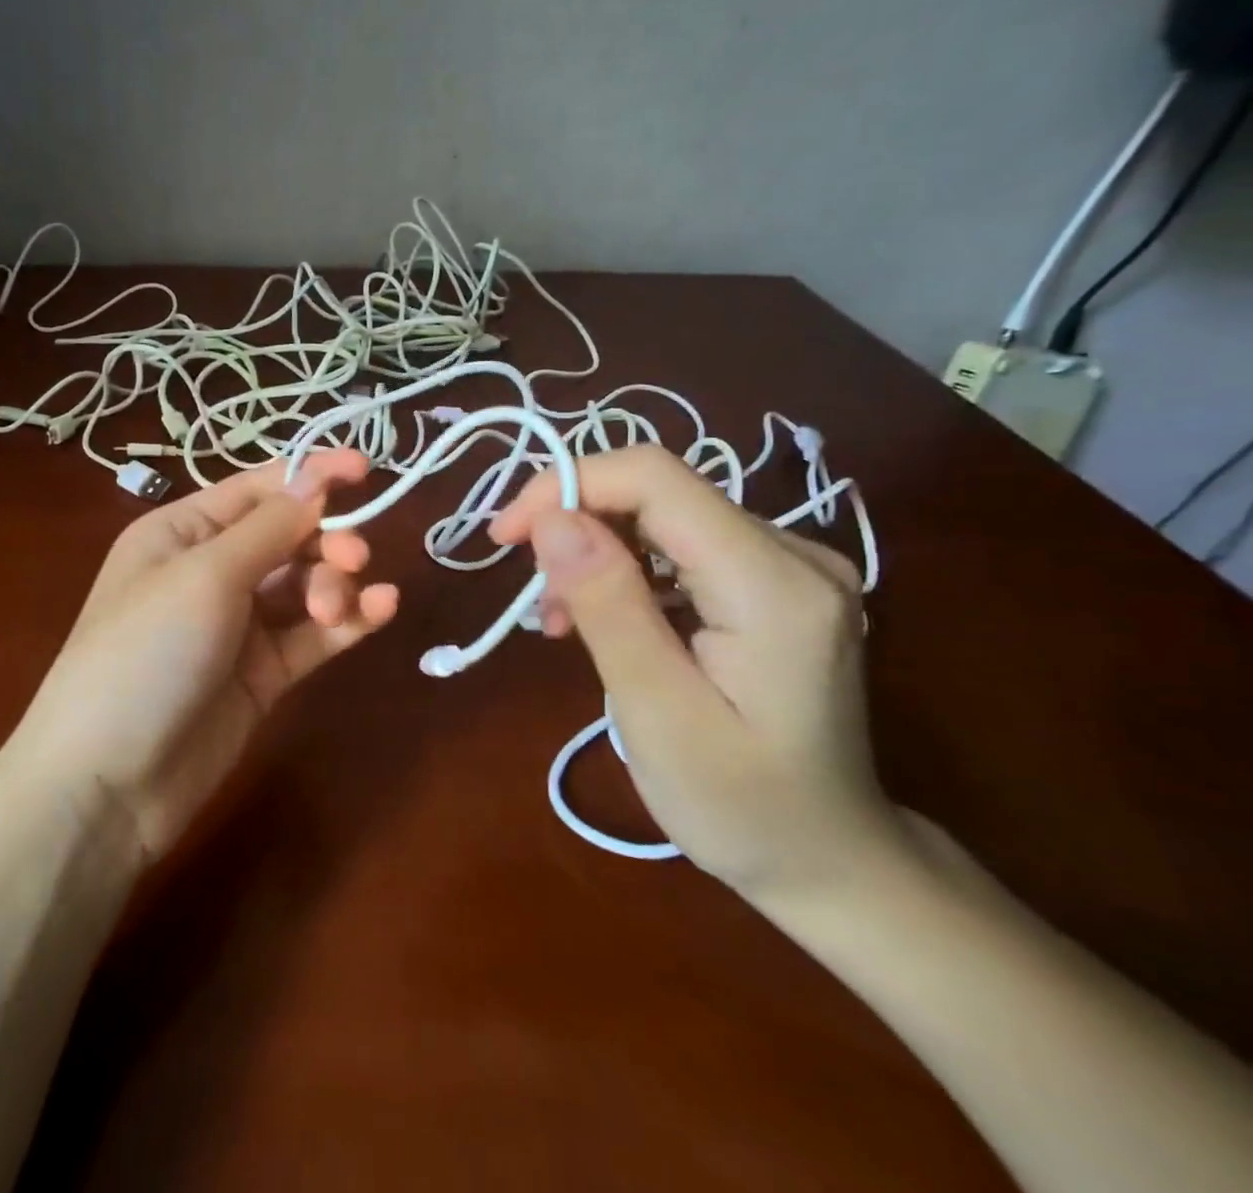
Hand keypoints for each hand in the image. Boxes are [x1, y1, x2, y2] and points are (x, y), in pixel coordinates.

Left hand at [10, 450, 399, 861]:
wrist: (108, 783)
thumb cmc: (144, 654)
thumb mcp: (204, 577)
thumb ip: (269, 529)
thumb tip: (316, 482)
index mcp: (182, 532)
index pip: (257, 489)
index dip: (311, 475)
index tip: (366, 468)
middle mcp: (210, 570)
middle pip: (288, 536)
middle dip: (325, 540)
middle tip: (353, 558)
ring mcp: (238, 625)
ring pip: (305, 584)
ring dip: (333, 584)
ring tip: (336, 609)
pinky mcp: (263, 673)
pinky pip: (312, 635)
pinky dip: (347, 620)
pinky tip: (382, 609)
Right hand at [490, 444, 908, 902]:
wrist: (832, 860)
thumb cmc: (743, 807)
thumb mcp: (659, 715)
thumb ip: (609, 607)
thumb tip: (551, 519)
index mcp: (773, 584)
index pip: (655, 479)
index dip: (569, 485)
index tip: (507, 537)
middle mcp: (793, 552)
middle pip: (657, 492)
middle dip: (576, 526)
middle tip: (534, 599)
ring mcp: (789, 564)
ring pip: (661, 516)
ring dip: (594, 552)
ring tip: (560, 621)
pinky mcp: (772, 581)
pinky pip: (679, 545)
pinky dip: (625, 571)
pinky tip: (602, 619)